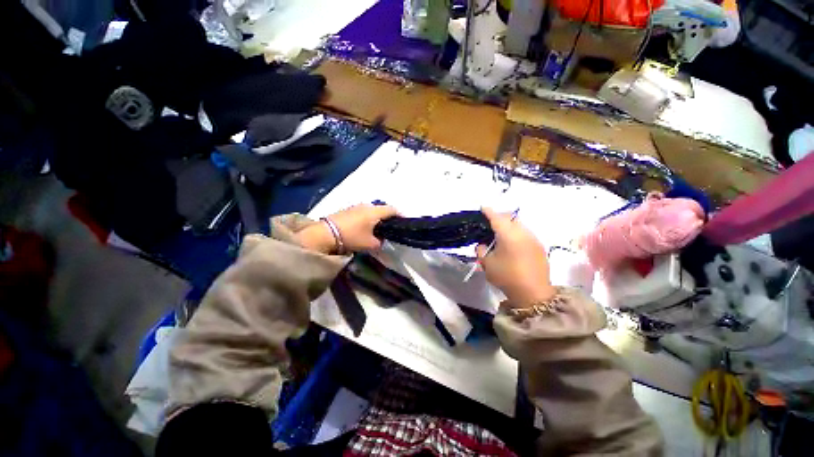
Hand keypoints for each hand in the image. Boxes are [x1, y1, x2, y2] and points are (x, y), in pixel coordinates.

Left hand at [297, 204, 398, 253]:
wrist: (326, 233)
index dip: (400, 214)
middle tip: (391, 226)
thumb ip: (380, 242)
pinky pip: (363, 211)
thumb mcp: (370, 244)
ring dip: (377, 217)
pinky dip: (368, 217)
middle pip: (382, 208)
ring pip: (372, 210)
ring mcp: (356, 206)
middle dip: (388, 216)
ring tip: (378, 227)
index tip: (404, 221)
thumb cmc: (352, 237)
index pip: (392, 210)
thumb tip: (381, 239)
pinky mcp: (348, 209)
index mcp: (375, 212)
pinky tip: (366, 226)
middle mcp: (367, 205)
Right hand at [477, 207, 555, 307]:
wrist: (534, 294)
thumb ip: (481, 250)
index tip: (483, 208)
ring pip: (520, 225)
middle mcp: (523, 233)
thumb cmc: (507, 277)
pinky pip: (526, 233)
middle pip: (510, 218)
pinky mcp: (540, 247)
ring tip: (501, 234)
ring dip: (509, 225)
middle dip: (500, 217)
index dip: (488, 211)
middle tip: (490, 223)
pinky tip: (512, 243)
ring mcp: (533, 239)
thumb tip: (483, 244)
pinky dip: (517, 232)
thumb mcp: (487, 264)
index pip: (497, 218)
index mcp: (508, 235)